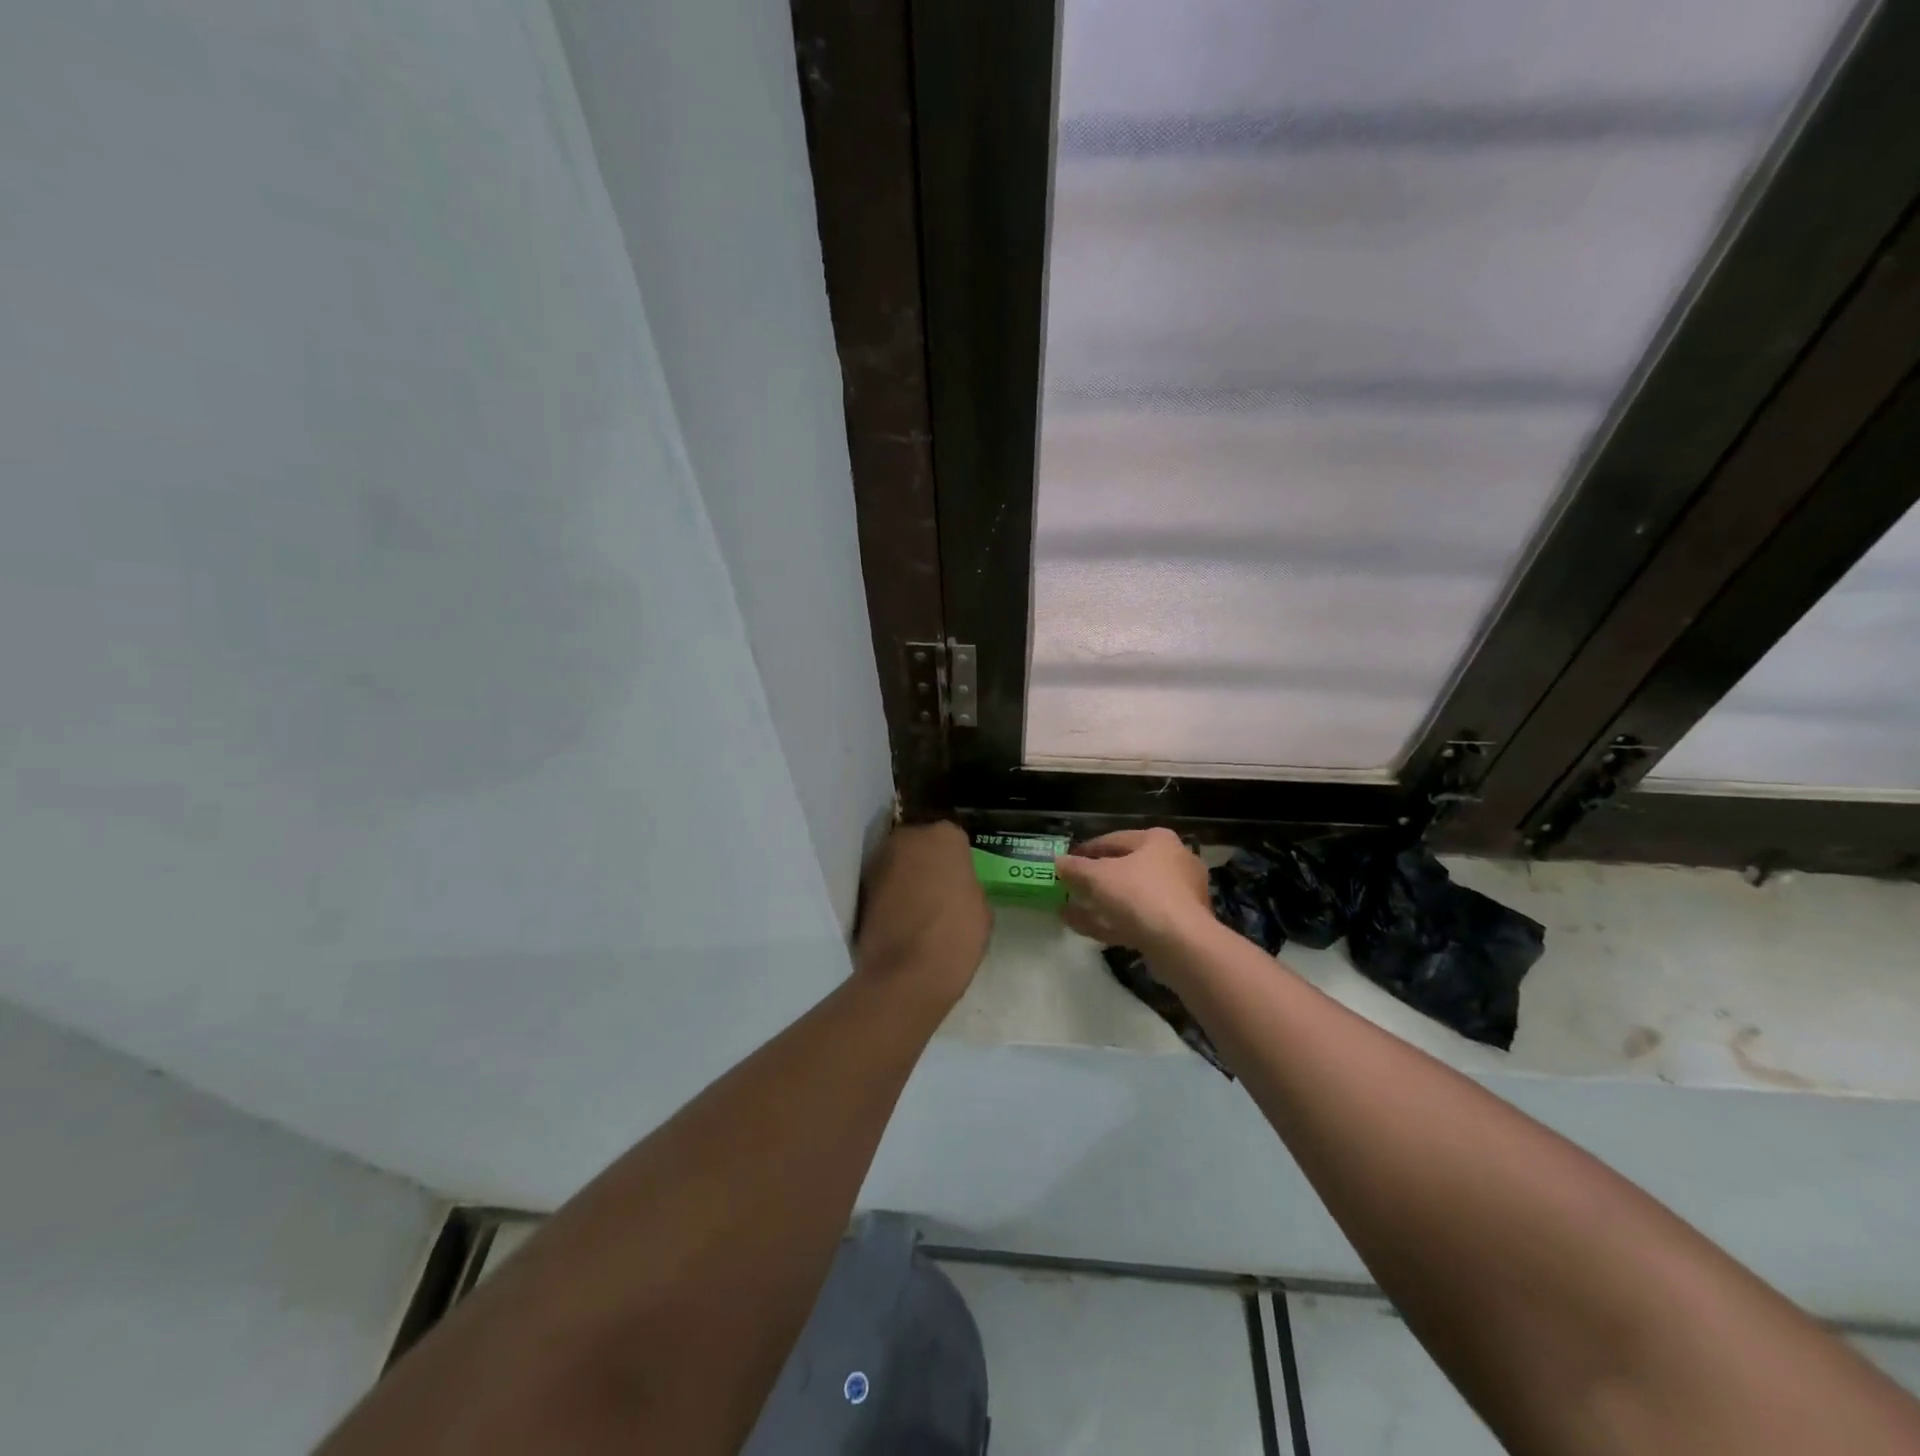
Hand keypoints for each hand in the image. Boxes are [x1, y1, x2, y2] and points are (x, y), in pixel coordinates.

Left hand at [853, 821, 991, 1005]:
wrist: (907, 973)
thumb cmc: (956, 935)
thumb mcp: (981, 908)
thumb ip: (966, 884)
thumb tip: (954, 886)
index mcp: (944, 835)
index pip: (954, 839)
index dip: (957, 860)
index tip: (960, 879)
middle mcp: (908, 838)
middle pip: (921, 843)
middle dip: (927, 860)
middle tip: (938, 888)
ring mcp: (879, 860)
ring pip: (899, 861)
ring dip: (906, 876)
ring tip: (918, 905)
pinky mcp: (860, 887)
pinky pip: (883, 884)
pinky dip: (890, 894)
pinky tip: (901, 917)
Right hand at [1055, 828, 1212, 951]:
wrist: (1181, 944)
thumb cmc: (1140, 894)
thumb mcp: (1098, 877)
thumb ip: (1076, 868)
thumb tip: (1058, 862)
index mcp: (1158, 841)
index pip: (1115, 839)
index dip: (1087, 850)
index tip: (1066, 861)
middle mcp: (1173, 863)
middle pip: (1125, 868)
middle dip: (1094, 879)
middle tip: (1070, 886)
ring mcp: (1178, 897)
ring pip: (1130, 897)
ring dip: (1098, 903)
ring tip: (1068, 909)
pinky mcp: (1177, 927)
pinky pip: (1137, 919)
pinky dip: (1110, 921)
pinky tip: (1081, 927)